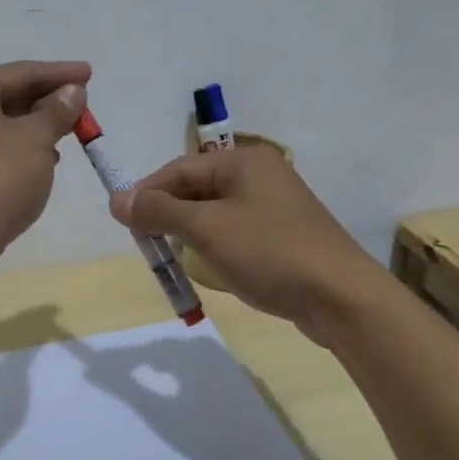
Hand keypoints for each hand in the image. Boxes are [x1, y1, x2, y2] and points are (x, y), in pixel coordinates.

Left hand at [0, 60, 88, 276]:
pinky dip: (14, 152)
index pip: (18, 73)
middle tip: (81, 104)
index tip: (89, 73)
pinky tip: (41, 161)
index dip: (59, 74)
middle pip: (3, 98)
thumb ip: (57, 111)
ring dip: (31, 129)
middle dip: (44, 102)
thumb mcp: (35, 137)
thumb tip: (73, 92)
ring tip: (67, 133)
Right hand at [110, 145, 378, 340]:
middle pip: (198, 188)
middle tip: (148, 244)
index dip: (148, 193)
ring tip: (174, 258)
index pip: (180, 168)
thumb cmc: (269, 252)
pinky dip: (217, 246)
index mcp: (244, 161)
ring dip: (192, 233)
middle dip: (170, 215)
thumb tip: (117, 198)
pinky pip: (238, 232)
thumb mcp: (206, 229)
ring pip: (217, 213)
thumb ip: (160, 211)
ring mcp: (276, 206)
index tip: (124, 222)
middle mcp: (261, 175)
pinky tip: (212, 267)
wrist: (341, 298)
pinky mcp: (285, 236)